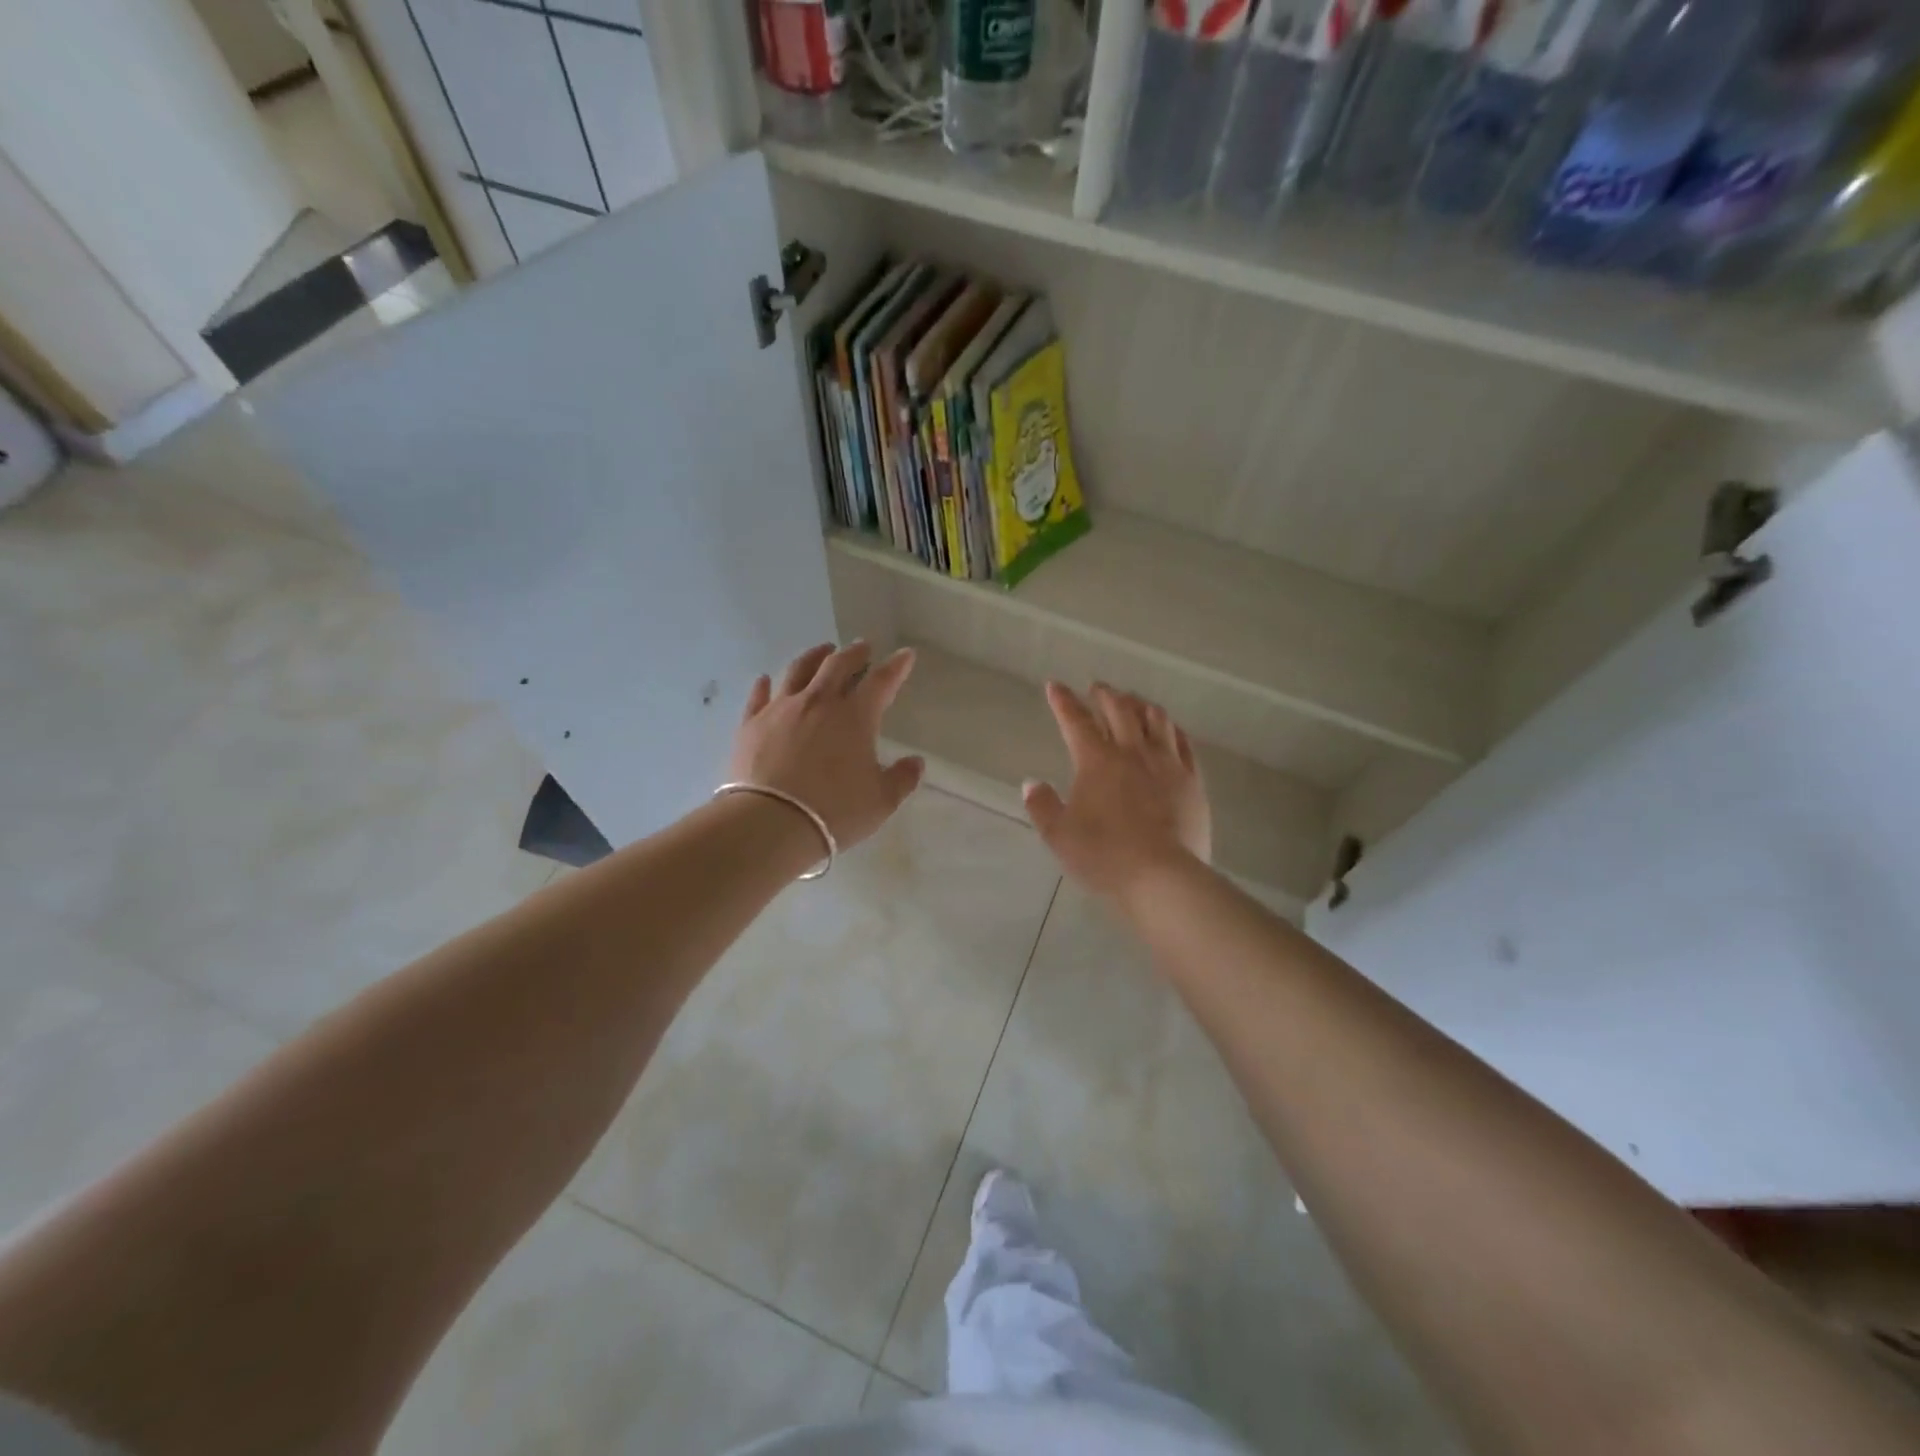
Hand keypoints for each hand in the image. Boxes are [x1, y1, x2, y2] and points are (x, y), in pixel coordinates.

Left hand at [728, 642, 924, 851]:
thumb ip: (902, 779)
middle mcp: (819, 702)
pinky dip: (765, 685)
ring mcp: (781, 710)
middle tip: (863, 647)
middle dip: (854, 653)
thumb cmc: (834, 812)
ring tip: (822, 651)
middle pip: (838, 665)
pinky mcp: (751, 724)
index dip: (896, 666)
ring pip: (798, 671)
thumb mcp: (881, 801)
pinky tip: (765, 680)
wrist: (770, 822)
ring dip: (814, 657)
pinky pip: (759, 696)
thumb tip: (916, 763)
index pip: (881, 681)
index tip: (905, 654)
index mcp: (855, 717)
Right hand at [1023, 682, 1211, 900]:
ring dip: (1140, 704)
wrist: (1162, 877)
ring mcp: (1167, 764)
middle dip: (1105, 694)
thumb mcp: (1059, 835)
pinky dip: (1172, 728)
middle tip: (1097, 688)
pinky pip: (1184, 743)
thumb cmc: (1104, 856)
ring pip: (1155, 719)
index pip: (1075, 721)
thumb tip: (1031, 783)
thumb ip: (1042, 805)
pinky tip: (1169, 728)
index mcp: (1096, 761)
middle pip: (1119, 710)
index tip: (1055, 686)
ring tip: (1133, 701)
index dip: (1063, 701)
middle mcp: (1132, 752)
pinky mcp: (1192, 780)